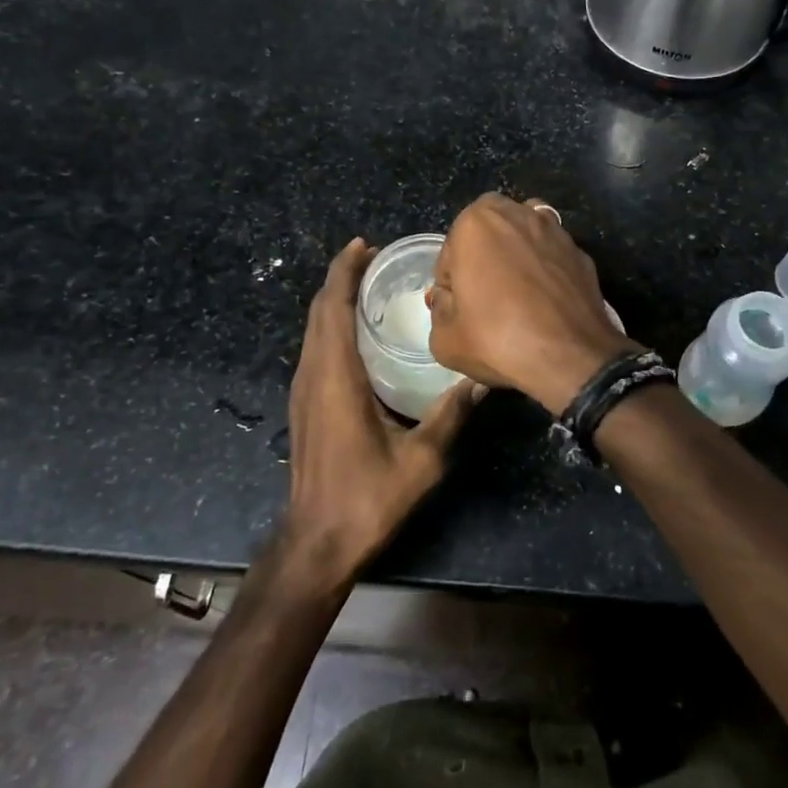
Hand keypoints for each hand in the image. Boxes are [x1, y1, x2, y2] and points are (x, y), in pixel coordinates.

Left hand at [281, 239, 481, 588]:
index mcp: (335, 377)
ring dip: (335, 301)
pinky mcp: (304, 406)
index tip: (363, 244)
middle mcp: (313, 375)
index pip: (332, 307)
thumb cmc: (366, 498)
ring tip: (370, 285)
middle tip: (375, 257)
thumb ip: (450, 415)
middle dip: (341, 278)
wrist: (316, 543)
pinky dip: (332, 325)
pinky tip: (359, 333)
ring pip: (314, 330)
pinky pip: (315, 348)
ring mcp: (304, 391)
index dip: (344, 271)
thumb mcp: (420, 459)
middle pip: (319, 311)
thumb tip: (483, 380)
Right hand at [428, 194, 637, 415]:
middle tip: (484, 299)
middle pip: (487, 235)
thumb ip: (440, 308)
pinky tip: (545, 301)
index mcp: (475, 223)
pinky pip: (551, 256)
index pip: (449, 254)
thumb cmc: (498, 340)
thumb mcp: (444, 338)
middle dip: (482, 259)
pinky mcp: (580, 251)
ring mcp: (554, 230)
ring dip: (515, 257)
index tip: (459, 311)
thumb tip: (451, 299)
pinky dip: (544, 270)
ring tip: (516, 296)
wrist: (571, 358)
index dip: (450, 285)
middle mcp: (516, 214)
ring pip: (522, 238)